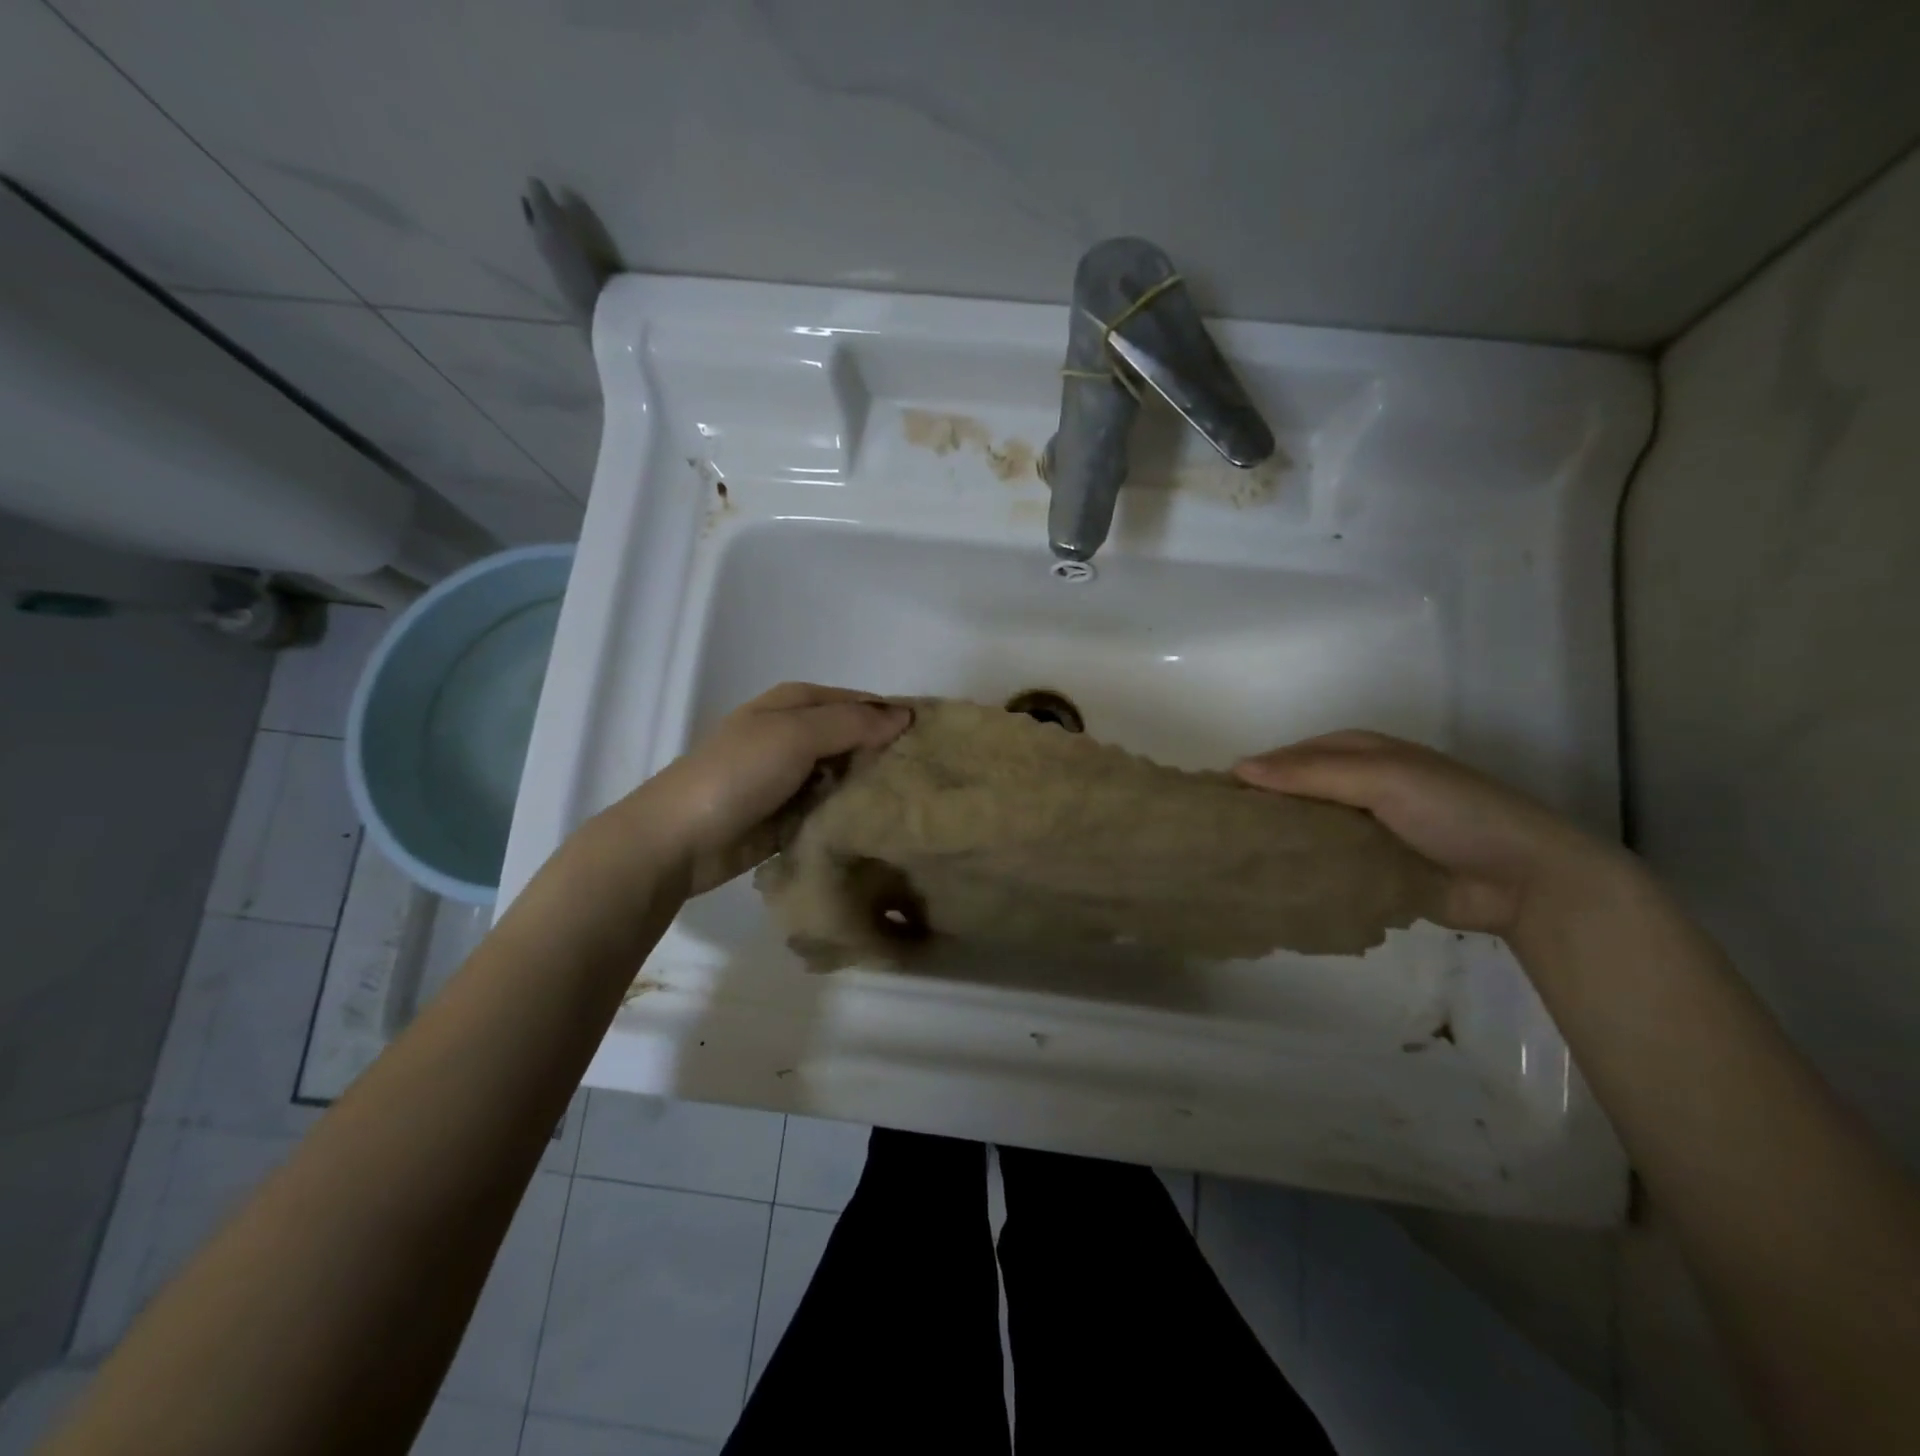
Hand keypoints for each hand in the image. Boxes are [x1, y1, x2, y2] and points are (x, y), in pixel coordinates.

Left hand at [629, 682, 911, 893]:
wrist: (679, 840)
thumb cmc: (737, 774)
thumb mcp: (795, 735)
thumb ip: (852, 723)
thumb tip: (906, 715)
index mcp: (796, 703)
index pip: (862, 702)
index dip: (896, 717)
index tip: (937, 741)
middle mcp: (797, 734)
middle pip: (857, 739)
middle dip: (890, 755)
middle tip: (934, 779)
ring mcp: (794, 777)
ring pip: (849, 776)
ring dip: (874, 788)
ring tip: (919, 805)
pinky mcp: (792, 815)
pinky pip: (834, 808)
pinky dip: (854, 814)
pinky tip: (885, 826)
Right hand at [1233, 730, 1628, 938]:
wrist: (1526, 880)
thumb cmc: (1454, 811)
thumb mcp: (1383, 778)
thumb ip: (1311, 774)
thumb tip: (1237, 769)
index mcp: (1358, 753)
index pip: (1289, 757)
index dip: (1253, 772)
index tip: (1209, 798)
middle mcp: (1355, 787)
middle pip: (1293, 794)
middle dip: (1259, 811)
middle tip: (1214, 837)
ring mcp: (1362, 831)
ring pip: (1305, 831)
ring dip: (1277, 845)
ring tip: (1231, 864)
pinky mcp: (1369, 871)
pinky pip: (1323, 866)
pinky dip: (1300, 873)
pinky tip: (1268, 886)